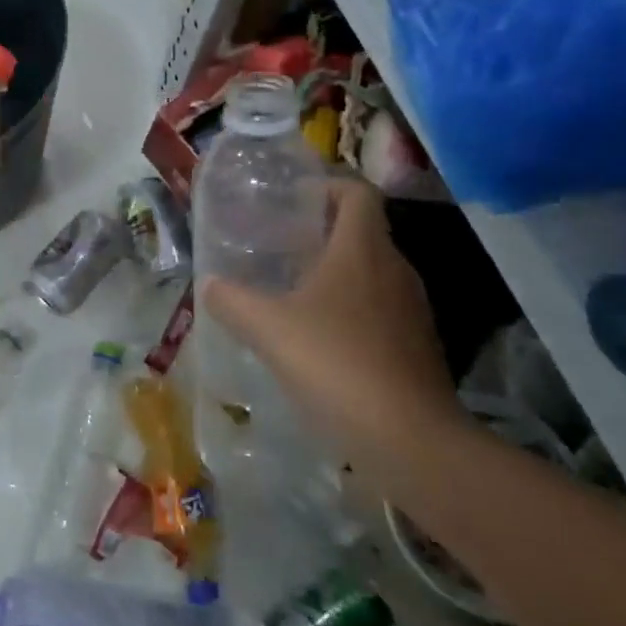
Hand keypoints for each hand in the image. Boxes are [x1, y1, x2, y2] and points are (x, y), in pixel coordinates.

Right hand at [201, 179, 464, 475]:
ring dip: (336, 273)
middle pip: (363, 231)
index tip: (295, 198)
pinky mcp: (417, 347)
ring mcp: (412, 310)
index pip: (357, 193)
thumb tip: (208, 284)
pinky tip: (318, 337)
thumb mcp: (267, 329)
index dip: (328, 185)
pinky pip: (380, 310)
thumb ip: (231, 300)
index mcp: (363, 250)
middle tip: (280, 244)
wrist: (410, 440)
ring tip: (292, 289)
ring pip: (372, 273)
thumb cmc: (336, 364)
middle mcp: (394, 270)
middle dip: (323, 231)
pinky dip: (351, 310)